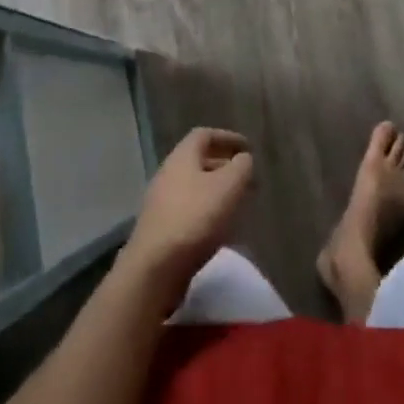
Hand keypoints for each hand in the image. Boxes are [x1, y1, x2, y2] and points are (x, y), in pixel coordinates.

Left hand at [117, 128, 254, 302]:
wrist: (154, 268)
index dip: (228, 138)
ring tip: (238, 204)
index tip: (248, 149)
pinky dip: (208, 212)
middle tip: (248, 179)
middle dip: (225, 167)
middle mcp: (168, 173)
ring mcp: (161, 202)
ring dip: (217, 192)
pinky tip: (221, 229)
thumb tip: (243, 159)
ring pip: (195, 188)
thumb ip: (241, 167)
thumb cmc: (195, 218)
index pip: (205, 135)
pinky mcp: (160, 229)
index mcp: (182, 156)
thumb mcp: (228, 187)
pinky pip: (189, 210)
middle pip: (199, 161)